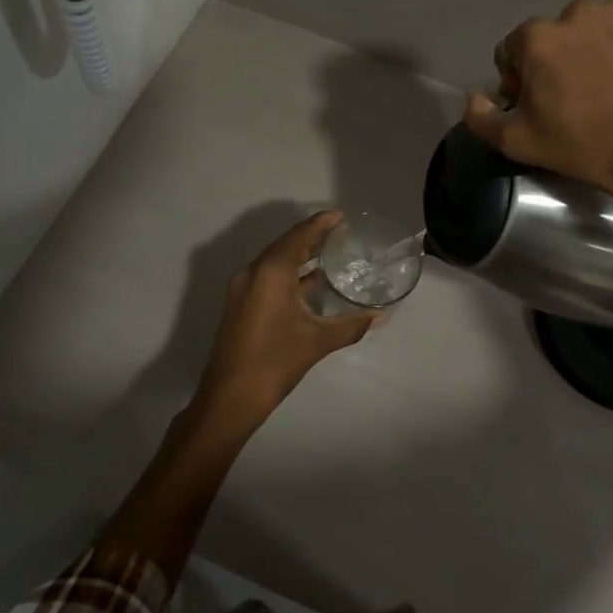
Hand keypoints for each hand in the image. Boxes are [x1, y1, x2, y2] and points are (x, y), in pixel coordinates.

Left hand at [192, 211, 383, 432]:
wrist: (230, 397)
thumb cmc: (275, 362)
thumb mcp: (317, 341)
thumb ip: (351, 324)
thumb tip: (382, 315)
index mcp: (271, 272)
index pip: (298, 237)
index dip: (320, 224)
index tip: (340, 216)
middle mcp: (254, 272)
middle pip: (285, 245)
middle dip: (311, 237)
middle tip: (340, 233)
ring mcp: (243, 288)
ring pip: (275, 261)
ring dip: (300, 255)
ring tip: (330, 253)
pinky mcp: (241, 303)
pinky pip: (268, 276)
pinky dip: (289, 273)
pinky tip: (311, 282)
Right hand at [463, 0, 612, 223]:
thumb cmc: (586, 147)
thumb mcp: (519, 143)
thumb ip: (481, 118)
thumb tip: (474, 95)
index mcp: (537, 38)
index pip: (511, 51)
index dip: (519, 80)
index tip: (539, 106)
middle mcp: (573, 12)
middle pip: (549, 37)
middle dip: (554, 61)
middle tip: (574, 98)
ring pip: (586, 29)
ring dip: (586, 49)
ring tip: (605, 85)